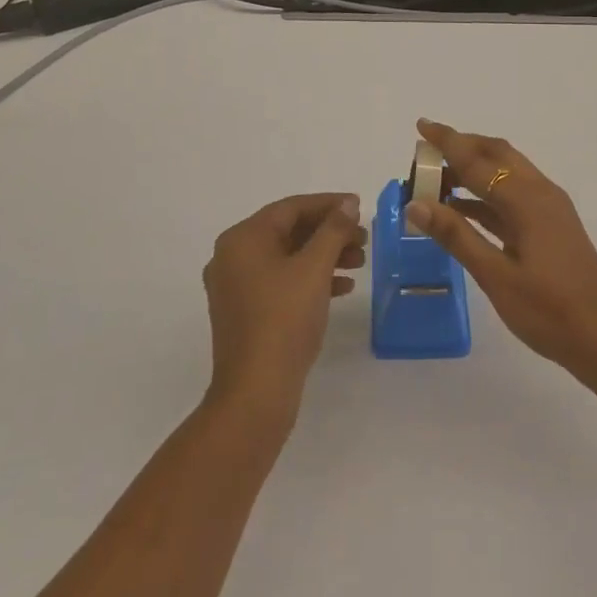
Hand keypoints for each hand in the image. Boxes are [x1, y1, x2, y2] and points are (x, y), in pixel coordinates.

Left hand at [202, 194, 366, 418]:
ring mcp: (236, 287)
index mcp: (242, 239)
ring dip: (325, 256)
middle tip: (364, 238)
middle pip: (289, 232)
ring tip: (360, 261)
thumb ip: (333, 230)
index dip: (328, 204)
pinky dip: (311, 280)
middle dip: (329, 233)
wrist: (256, 392)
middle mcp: (233, 257)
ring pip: (288, 258)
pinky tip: (342, 288)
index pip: (291, 208)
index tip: (359, 206)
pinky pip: (282, 282)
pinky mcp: (246, 312)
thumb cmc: (284, 319)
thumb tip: (347, 204)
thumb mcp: (314, 269)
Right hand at [405, 120, 596, 381]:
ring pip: (506, 174)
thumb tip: (416, 203)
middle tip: (425, 153)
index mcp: (527, 199)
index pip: (478, 161)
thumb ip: (456, 236)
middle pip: (496, 155)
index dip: (447, 142)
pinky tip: (462, 209)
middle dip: (461, 147)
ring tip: (435, 180)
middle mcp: (540, 193)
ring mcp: (549, 209)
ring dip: (473, 171)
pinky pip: (512, 196)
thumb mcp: (496, 276)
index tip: (421, 125)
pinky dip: (485, 194)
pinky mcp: (551, 226)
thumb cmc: (549, 311)